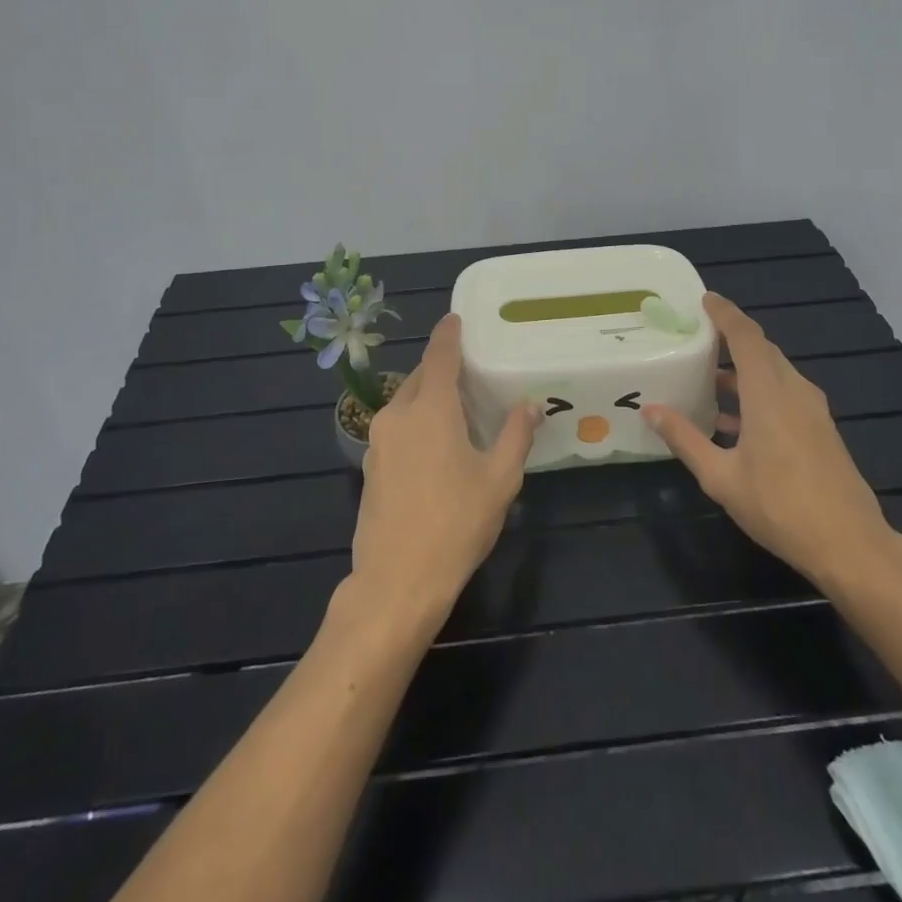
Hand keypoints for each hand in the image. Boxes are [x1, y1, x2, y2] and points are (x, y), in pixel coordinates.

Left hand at [348, 314, 540, 629]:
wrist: (396, 583)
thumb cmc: (455, 525)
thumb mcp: (499, 480)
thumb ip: (516, 436)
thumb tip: (529, 405)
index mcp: (430, 409)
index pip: (439, 355)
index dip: (448, 334)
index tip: (456, 318)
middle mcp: (398, 415)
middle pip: (421, 377)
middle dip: (442, 368)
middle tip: (471, 372)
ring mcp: (378, 442)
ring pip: (406, 403)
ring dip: (428, 397)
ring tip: (458, 410)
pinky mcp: (371, 467)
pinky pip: (396, 428)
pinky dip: (416, 422)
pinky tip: (436, 447)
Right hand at [643, 293, 901, 595]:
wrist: (850, 545)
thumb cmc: (780, 506)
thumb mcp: (721, 476)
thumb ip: (685, 439)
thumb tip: (651, 410)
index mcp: (769, 392)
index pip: (745, 336)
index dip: (725, 313)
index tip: (704, 298)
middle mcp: (793, 391)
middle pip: (761, 349)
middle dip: (731, 337)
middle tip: (697, 335)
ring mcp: (812, 411)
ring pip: (774, 373)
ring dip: (743, 368)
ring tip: (706, 377)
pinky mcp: (820, 430)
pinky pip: (784, 394)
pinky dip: (757, 391)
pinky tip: (732, 420)